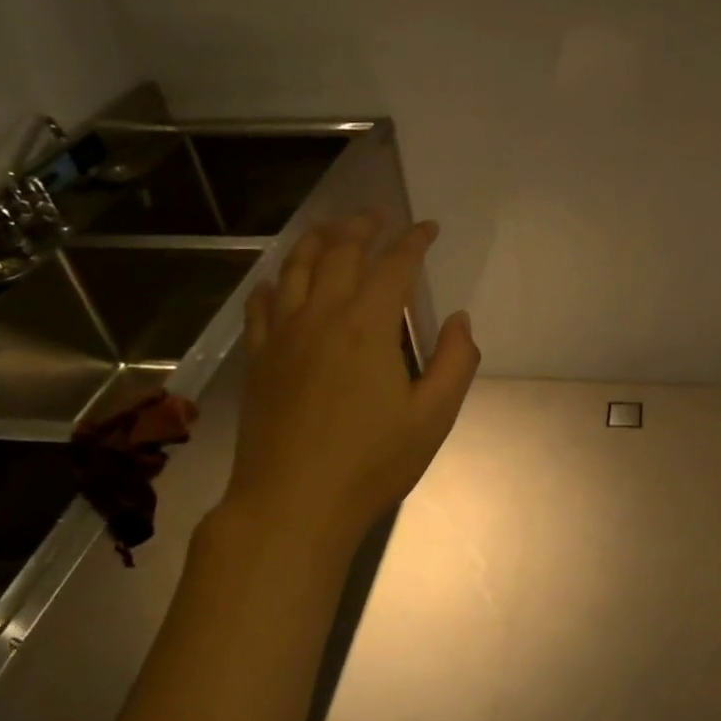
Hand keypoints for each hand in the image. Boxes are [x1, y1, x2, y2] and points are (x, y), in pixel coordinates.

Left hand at [220, 213, 478, 553]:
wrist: (292, 504)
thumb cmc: (371, 462)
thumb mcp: (433, 417)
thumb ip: (455, 362)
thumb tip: (460, 320)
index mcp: (368, 326)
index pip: (394, 265)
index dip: (413, 241)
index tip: (427, 228)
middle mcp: (321, 316)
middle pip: (339, 253)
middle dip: (362, 227)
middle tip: (379, 216)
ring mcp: (283, 335)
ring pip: (295, 268)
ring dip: (317, 241)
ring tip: (332, 229)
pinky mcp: (259, 359)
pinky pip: (262, 305)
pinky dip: (274, 283)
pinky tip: (279, 281)